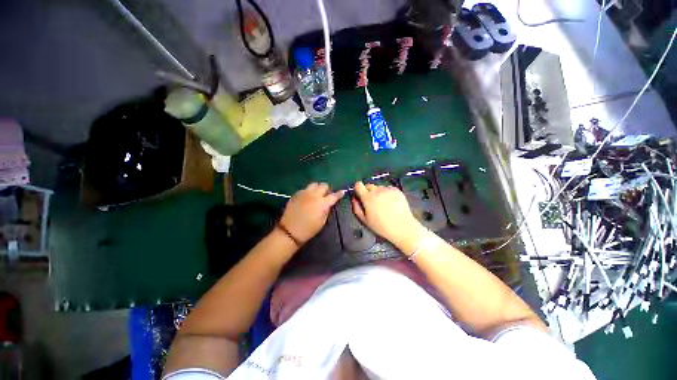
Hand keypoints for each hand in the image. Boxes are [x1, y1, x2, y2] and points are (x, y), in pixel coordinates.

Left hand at [279, 182, 344, 243]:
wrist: (290, 231)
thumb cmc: (309, 229)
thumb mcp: (322, 222)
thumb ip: (327, 210)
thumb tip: (328, 204)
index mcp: (322, 203)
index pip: (334, 195)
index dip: (339, 194)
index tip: (342, 192)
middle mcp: (314, 195)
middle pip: (324, 185)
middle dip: (327, 190)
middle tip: (326, 196)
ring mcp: (304, 193)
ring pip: (314, 184)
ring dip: (317, 188)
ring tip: (316, 195)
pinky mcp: (296, 194)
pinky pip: (305, 189)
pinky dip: (309, 192)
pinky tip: (307, 198)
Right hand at [352, 181, 421, 244]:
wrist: (402, 227)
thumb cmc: (381, 226)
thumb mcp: (365, 220)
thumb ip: (357, 208)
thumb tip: (354, 199)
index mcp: (367, 197)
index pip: (358, 185)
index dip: (358, 188)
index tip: (360, 194)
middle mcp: (377, 190)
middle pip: (368, 185)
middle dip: (368, 191)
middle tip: (372, 202)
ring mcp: (388, 189)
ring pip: (379, 187)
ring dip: (378, 192)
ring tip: (383, 203)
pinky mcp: (397, 190)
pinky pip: (388, 188)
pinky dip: (387, 193)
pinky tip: (390, 202)